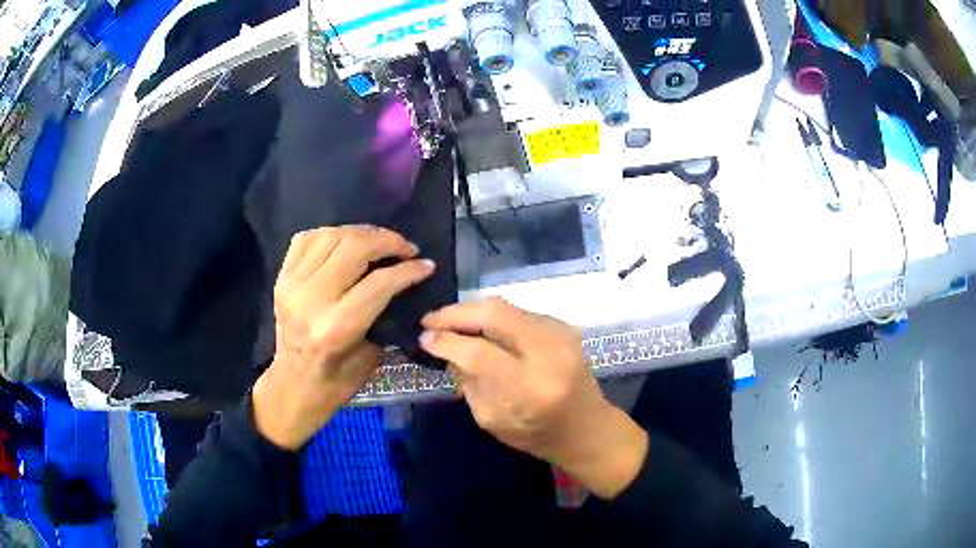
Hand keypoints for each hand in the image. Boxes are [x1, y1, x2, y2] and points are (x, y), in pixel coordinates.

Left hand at [252, 226, 435, 449]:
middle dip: (387, 241)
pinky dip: (330, 234)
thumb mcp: (371, 355)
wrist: (293, 384)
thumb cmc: (337, 382)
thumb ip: (385, 313)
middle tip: (406, 248)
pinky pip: (307, 239)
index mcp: (335, 328)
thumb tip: (405, 279)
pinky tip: (345, 242)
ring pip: (331, 236)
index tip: (426, 264)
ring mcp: (292, 285)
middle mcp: (311, 300)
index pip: (379, 282)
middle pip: (354, 248)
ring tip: (379, 241)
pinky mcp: (281, 278)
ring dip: (361, 232)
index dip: (408, 269)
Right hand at [419, 298, 647, 498]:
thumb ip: (467, 382)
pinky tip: (480, 330)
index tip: (424, 337)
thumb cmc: (538, 435)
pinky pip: (519, 314)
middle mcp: (548, 354)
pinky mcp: (564, 327)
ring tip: (450, 323)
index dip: (446, 340)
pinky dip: (494, 318)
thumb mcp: (492, 420)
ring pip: (506, 307)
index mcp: (528, 388)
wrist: (588, 428)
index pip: (478, 352)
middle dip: (456, 313)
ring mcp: (560, 335)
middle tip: (431, 320)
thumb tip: (446, 348)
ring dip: (473, 312)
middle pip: (494, 314)